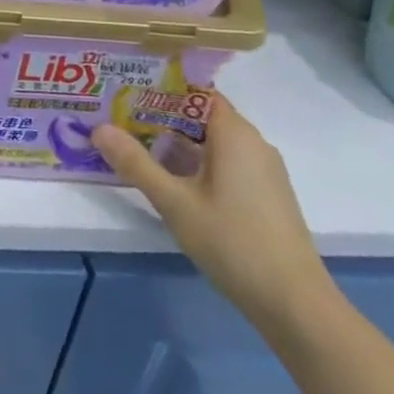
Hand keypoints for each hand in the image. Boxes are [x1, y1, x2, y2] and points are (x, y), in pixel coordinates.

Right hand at [93, 96, 339, 338]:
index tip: (125, 91)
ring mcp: (263, 171)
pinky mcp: (266, 195)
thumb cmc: (232, 242)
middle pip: (202, 115)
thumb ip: (135, 162)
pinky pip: (226, 162)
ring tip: (136, 146)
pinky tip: (172, 180)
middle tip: (120, 119)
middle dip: (161, 115)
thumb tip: (98, 128)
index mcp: (234, 133)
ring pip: (213, 141)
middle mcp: (253, 143)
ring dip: (177, 141)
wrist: (295, 305)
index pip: (196, 91)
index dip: (161, 88)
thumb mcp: (173, 202)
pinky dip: (197, 162)